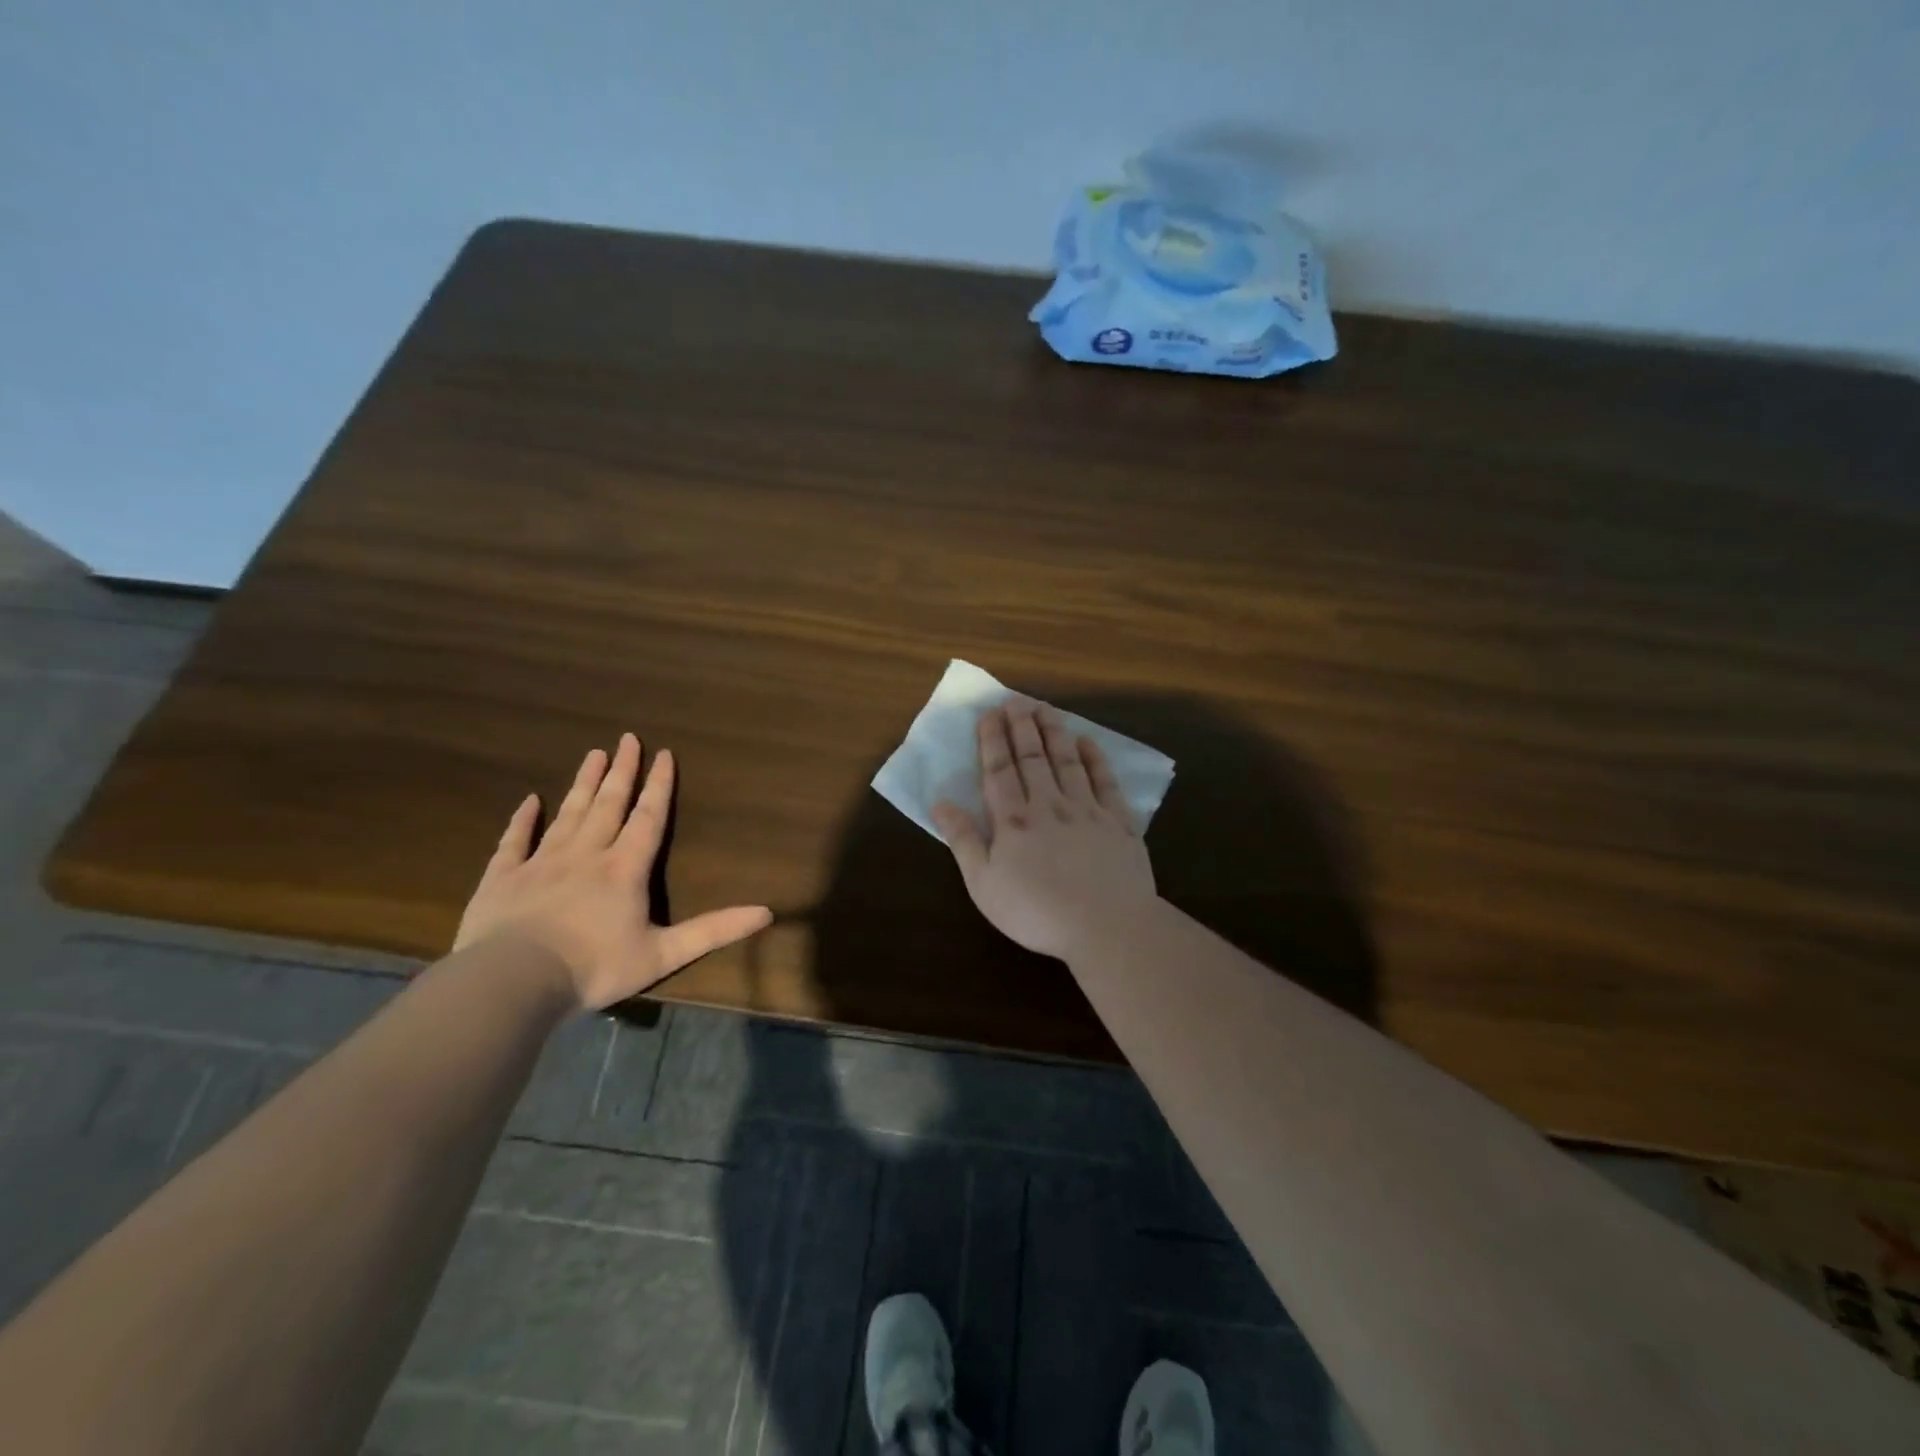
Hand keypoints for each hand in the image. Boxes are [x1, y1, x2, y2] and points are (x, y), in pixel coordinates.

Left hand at [455, 734, 772, 1010]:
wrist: (512, 982)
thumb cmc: (593, 967)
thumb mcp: (663, 954)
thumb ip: (714, 931)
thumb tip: (767, 913)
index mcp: (625, 869)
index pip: (648, 818)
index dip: (659, 785)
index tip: (664, 753)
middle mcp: (586, 854)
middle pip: (608, 804)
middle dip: (622, 771)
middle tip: (627, 738)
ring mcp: (541, 862)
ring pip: (568, 814)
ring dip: (583, 783)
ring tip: (593, 754)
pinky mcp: (503, 878)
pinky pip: (515, 841)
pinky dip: (522, 819)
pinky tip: (529, 800)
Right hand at [931, 699, 1156, 959]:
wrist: (1107, 926)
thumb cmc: (1037, 912)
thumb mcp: (984, 884)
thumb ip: (963, 840)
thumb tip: (939, 802)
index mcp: (1014, 820)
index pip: (999, 770)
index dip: (993, 739)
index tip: (990, 713)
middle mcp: (1049, 805)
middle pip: (1033, 757)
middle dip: (1022, 726)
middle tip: (1017, 699)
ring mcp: (1087, 810)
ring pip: (1067, 761)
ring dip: (1055, 732)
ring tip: (1046, 708)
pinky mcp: (1119, 822)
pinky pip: (1105, 781)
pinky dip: (1095, 758)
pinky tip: (1087, 742)